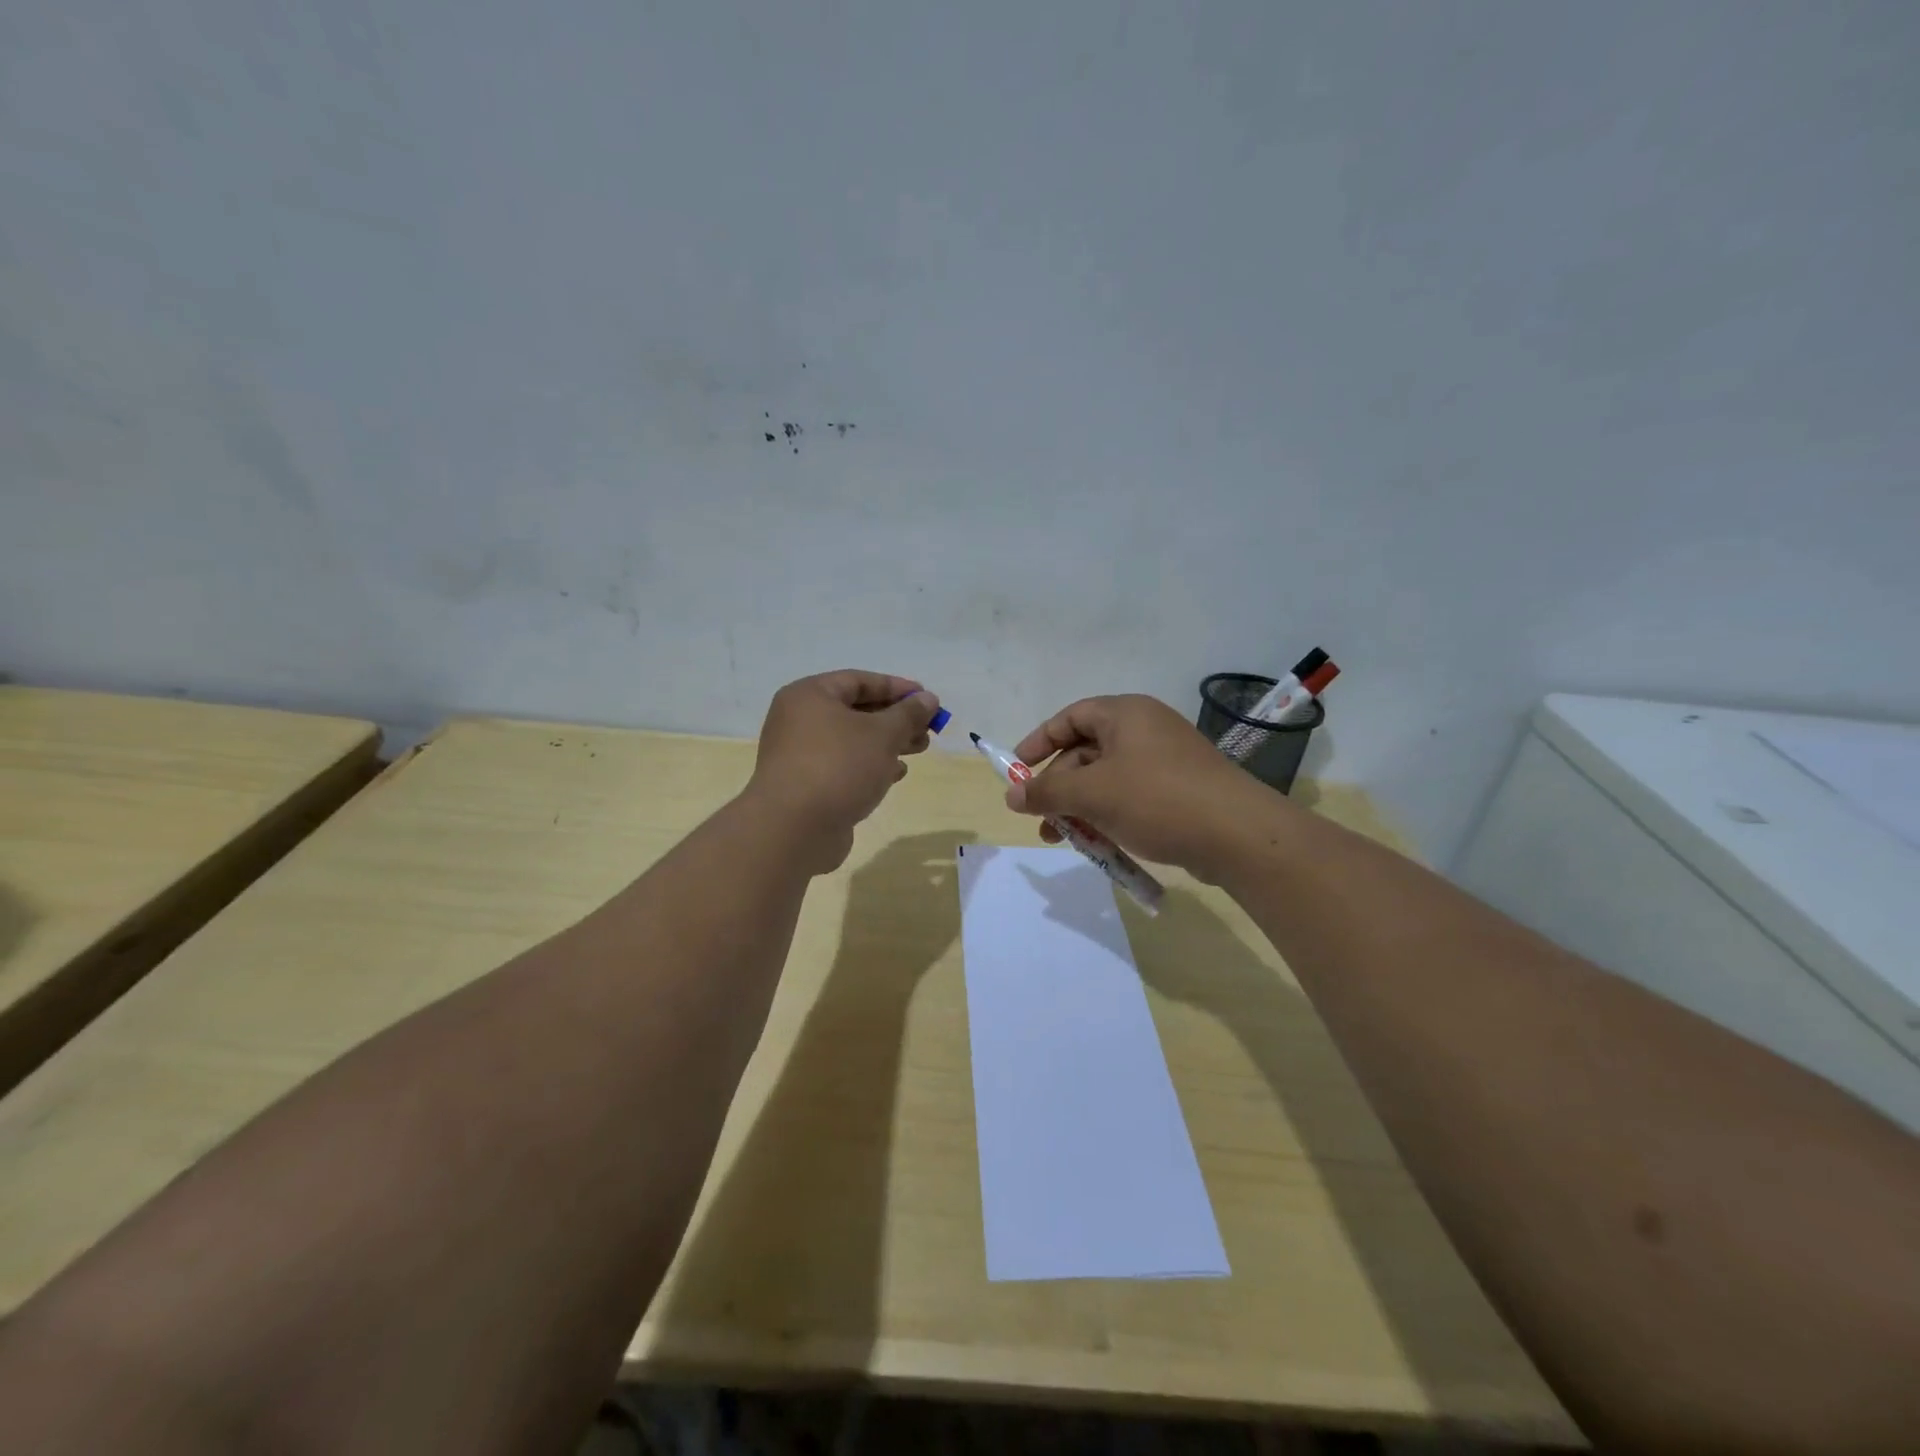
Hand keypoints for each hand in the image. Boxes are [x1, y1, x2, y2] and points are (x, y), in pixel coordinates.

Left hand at [746, 670, 940, 873]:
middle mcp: (799, 720)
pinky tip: (895, 775)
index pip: (859, 681)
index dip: (896, 687)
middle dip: (895, 719)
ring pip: (852, 740)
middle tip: (927, 730)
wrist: (794, 830)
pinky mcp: (806, 785)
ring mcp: (799, 754)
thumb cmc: (839, 766)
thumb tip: (928, 698)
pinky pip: (843, 765)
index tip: (927, 698)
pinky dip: (869, 765)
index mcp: (810, 695)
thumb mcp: (883, 734)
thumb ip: (908, 714)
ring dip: (887, 743)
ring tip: (919, 750)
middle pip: (856, 711)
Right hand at [1007, 694, 1282, 880]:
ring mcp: (1166, 761)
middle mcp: (1145, 730)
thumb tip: (1011, 795)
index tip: (1016, 771)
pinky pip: (1131, 797)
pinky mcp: (1180, 790)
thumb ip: (1047, 792)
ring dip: (1080, 807)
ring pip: (1107, 779)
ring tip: (1064, 840)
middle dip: (1059, 787)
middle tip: (1041, 819)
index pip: (1070, 717)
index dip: (1039, 742)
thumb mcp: (1093, 794)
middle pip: (1086, 752)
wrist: (1239, 835)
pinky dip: (1109, 816)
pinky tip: (1101, 845)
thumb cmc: (1157, 800)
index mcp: (1125, 714)